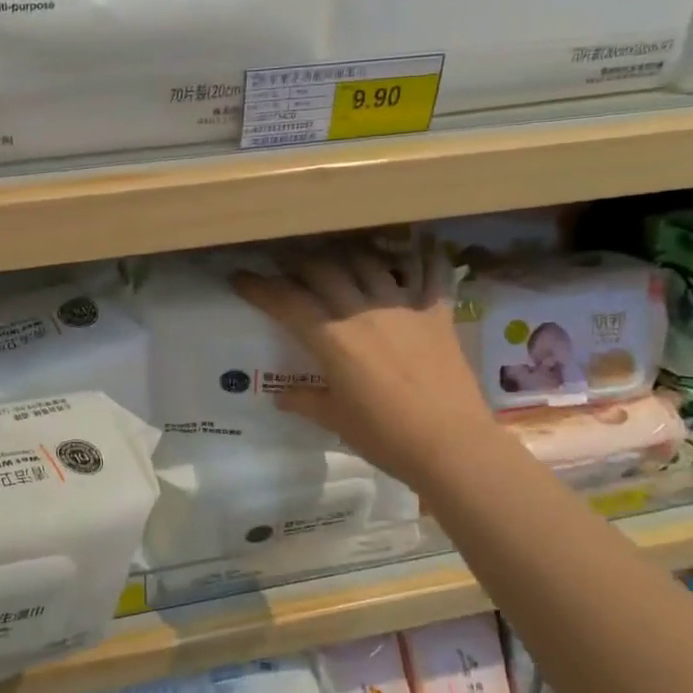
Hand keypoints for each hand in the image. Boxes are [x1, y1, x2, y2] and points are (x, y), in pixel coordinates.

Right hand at [233, 235, 495, 479]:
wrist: (452, 446)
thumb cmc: (385, 437)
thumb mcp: (336, 420)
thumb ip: (306, 401)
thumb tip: (280, 396)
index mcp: (332, 339)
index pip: (286, 302)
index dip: (259, 288)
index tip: (240, 278)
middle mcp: (362, 312)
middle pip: (324, 270)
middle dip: (299, 263)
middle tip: (288, 266)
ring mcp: (402, 308)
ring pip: (369, 263)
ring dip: (347, 256)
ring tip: (338, 258)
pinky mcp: (436, 315)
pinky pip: (432, 277)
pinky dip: (427, 258)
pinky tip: (423, 246)